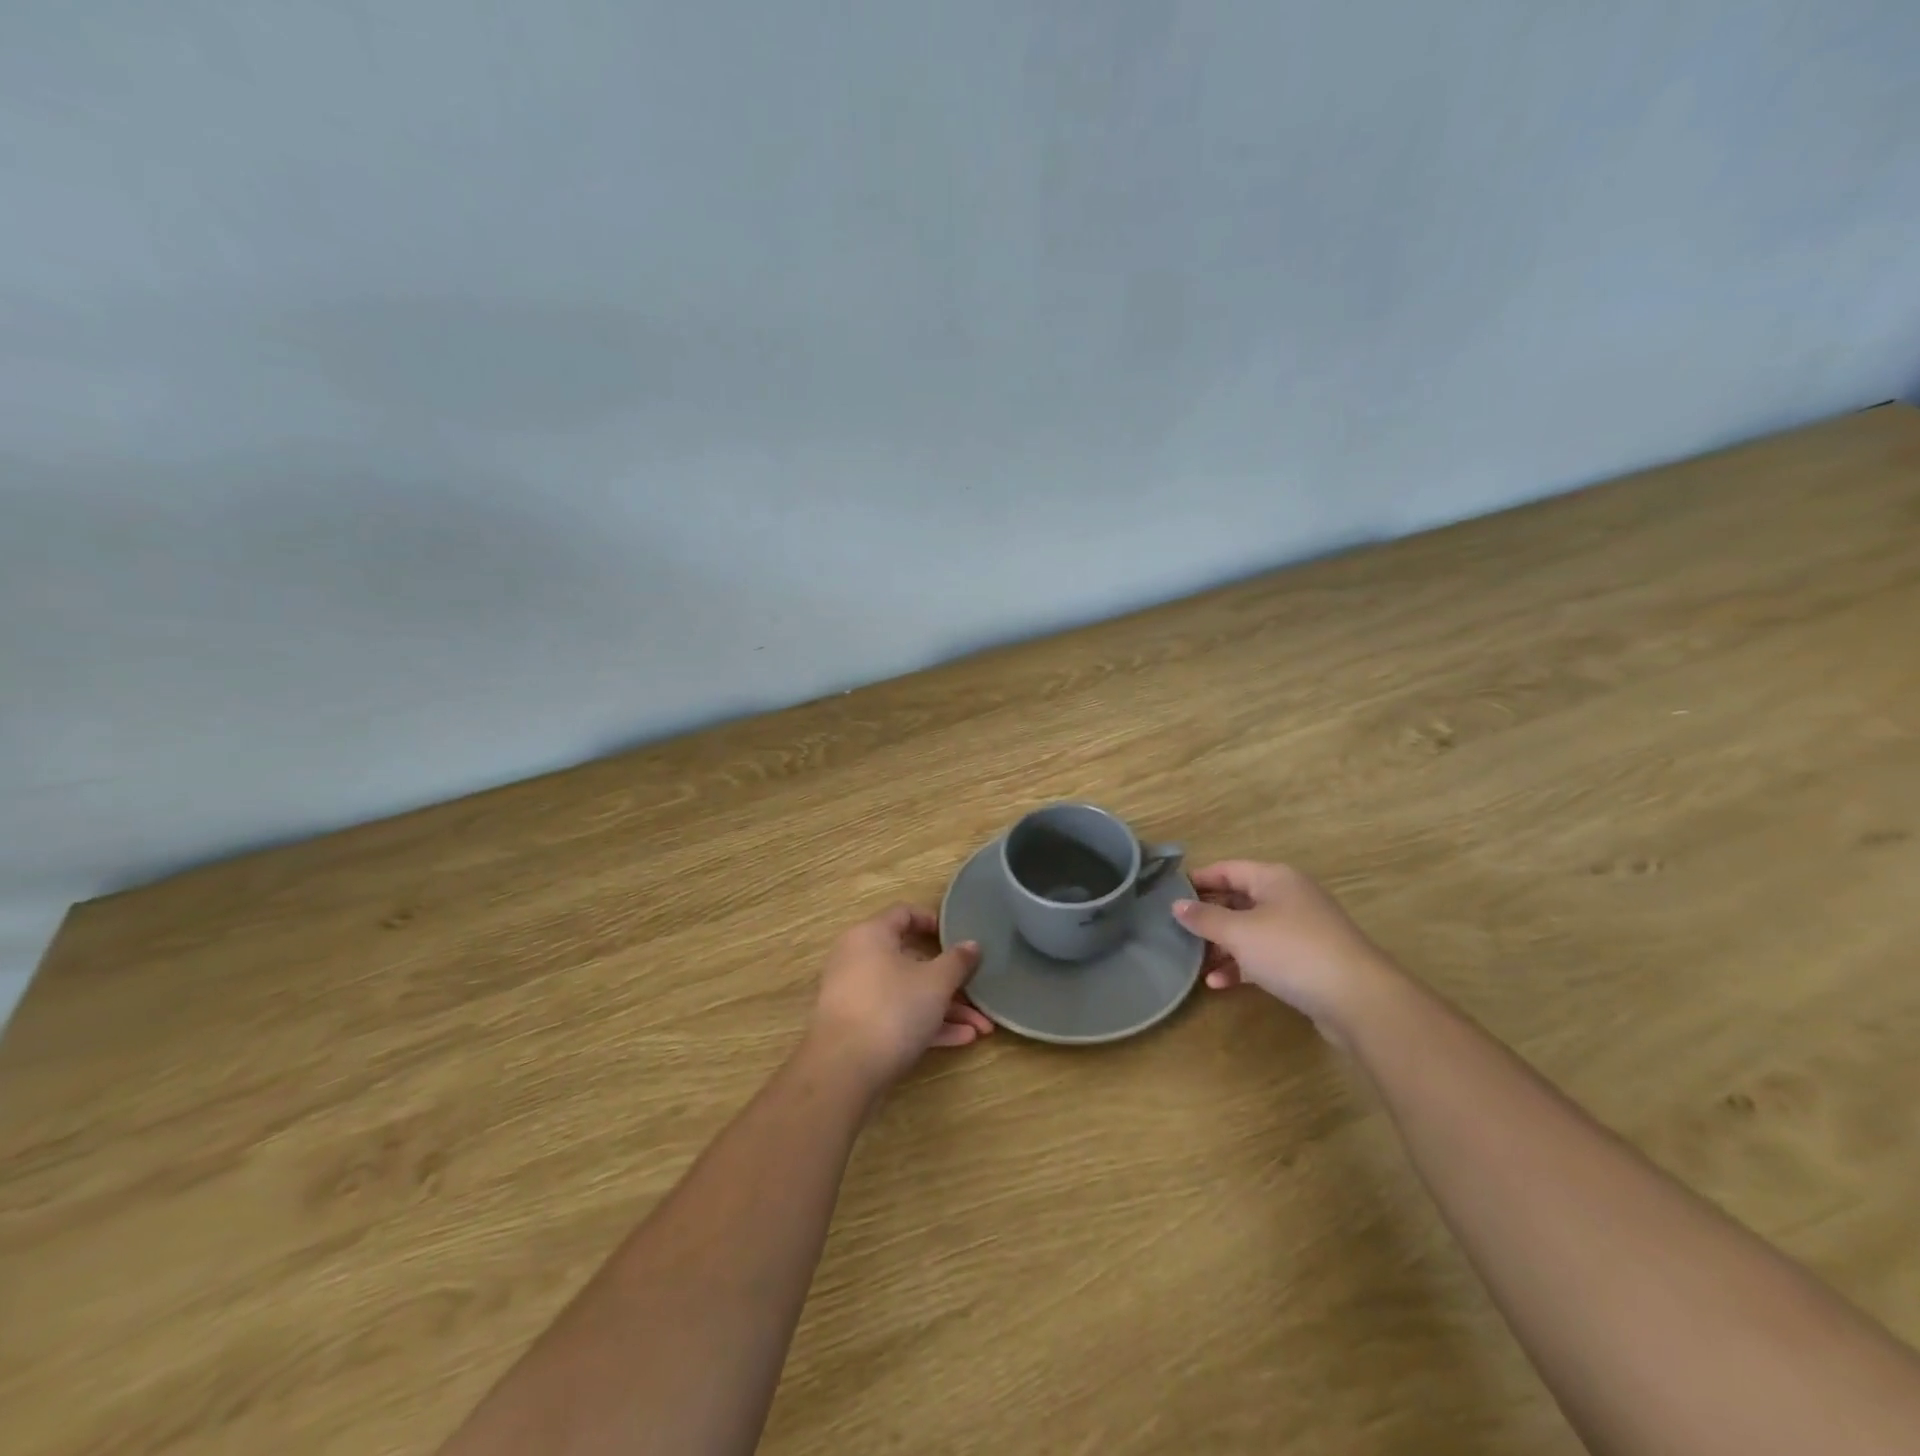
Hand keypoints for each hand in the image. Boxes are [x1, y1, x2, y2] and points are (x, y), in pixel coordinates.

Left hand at [807, 904, 992, 1092]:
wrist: (844, 1071)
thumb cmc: (893, 1009)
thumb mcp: (936, 982)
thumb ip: (958, 961)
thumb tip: (971, 944)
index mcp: (871, 935)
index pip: (903, 913)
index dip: (933, 921)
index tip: (959, 937)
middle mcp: (858, 959)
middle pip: (911, 960)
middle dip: (950, 980)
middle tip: (978, 992)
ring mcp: (856, 995)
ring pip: (908, 993)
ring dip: (946, 1008)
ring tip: (981, 1028)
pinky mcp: (858, 1028)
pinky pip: (897, 1016)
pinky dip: (927, 1024)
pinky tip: (962, 1039)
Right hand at [1171, 861, 1396, 1046]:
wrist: (1359, 999)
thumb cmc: (1292, 951)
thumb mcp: (1239, 932)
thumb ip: (1205, 918)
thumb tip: (1176, 905)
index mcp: (1275, 879)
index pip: (1227, 869)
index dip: (1197, 880)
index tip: (1167, 894)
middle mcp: (1289, 898)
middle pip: (1239, 899)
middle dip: (1208, 917)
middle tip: (1176, 931)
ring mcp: (1301, 930)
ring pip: (1251, 930)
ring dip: (1223, 946)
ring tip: (1194, 962)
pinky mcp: (1308, 961)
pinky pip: (1266, 955)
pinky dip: (1243, 965)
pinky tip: (1219, 984)